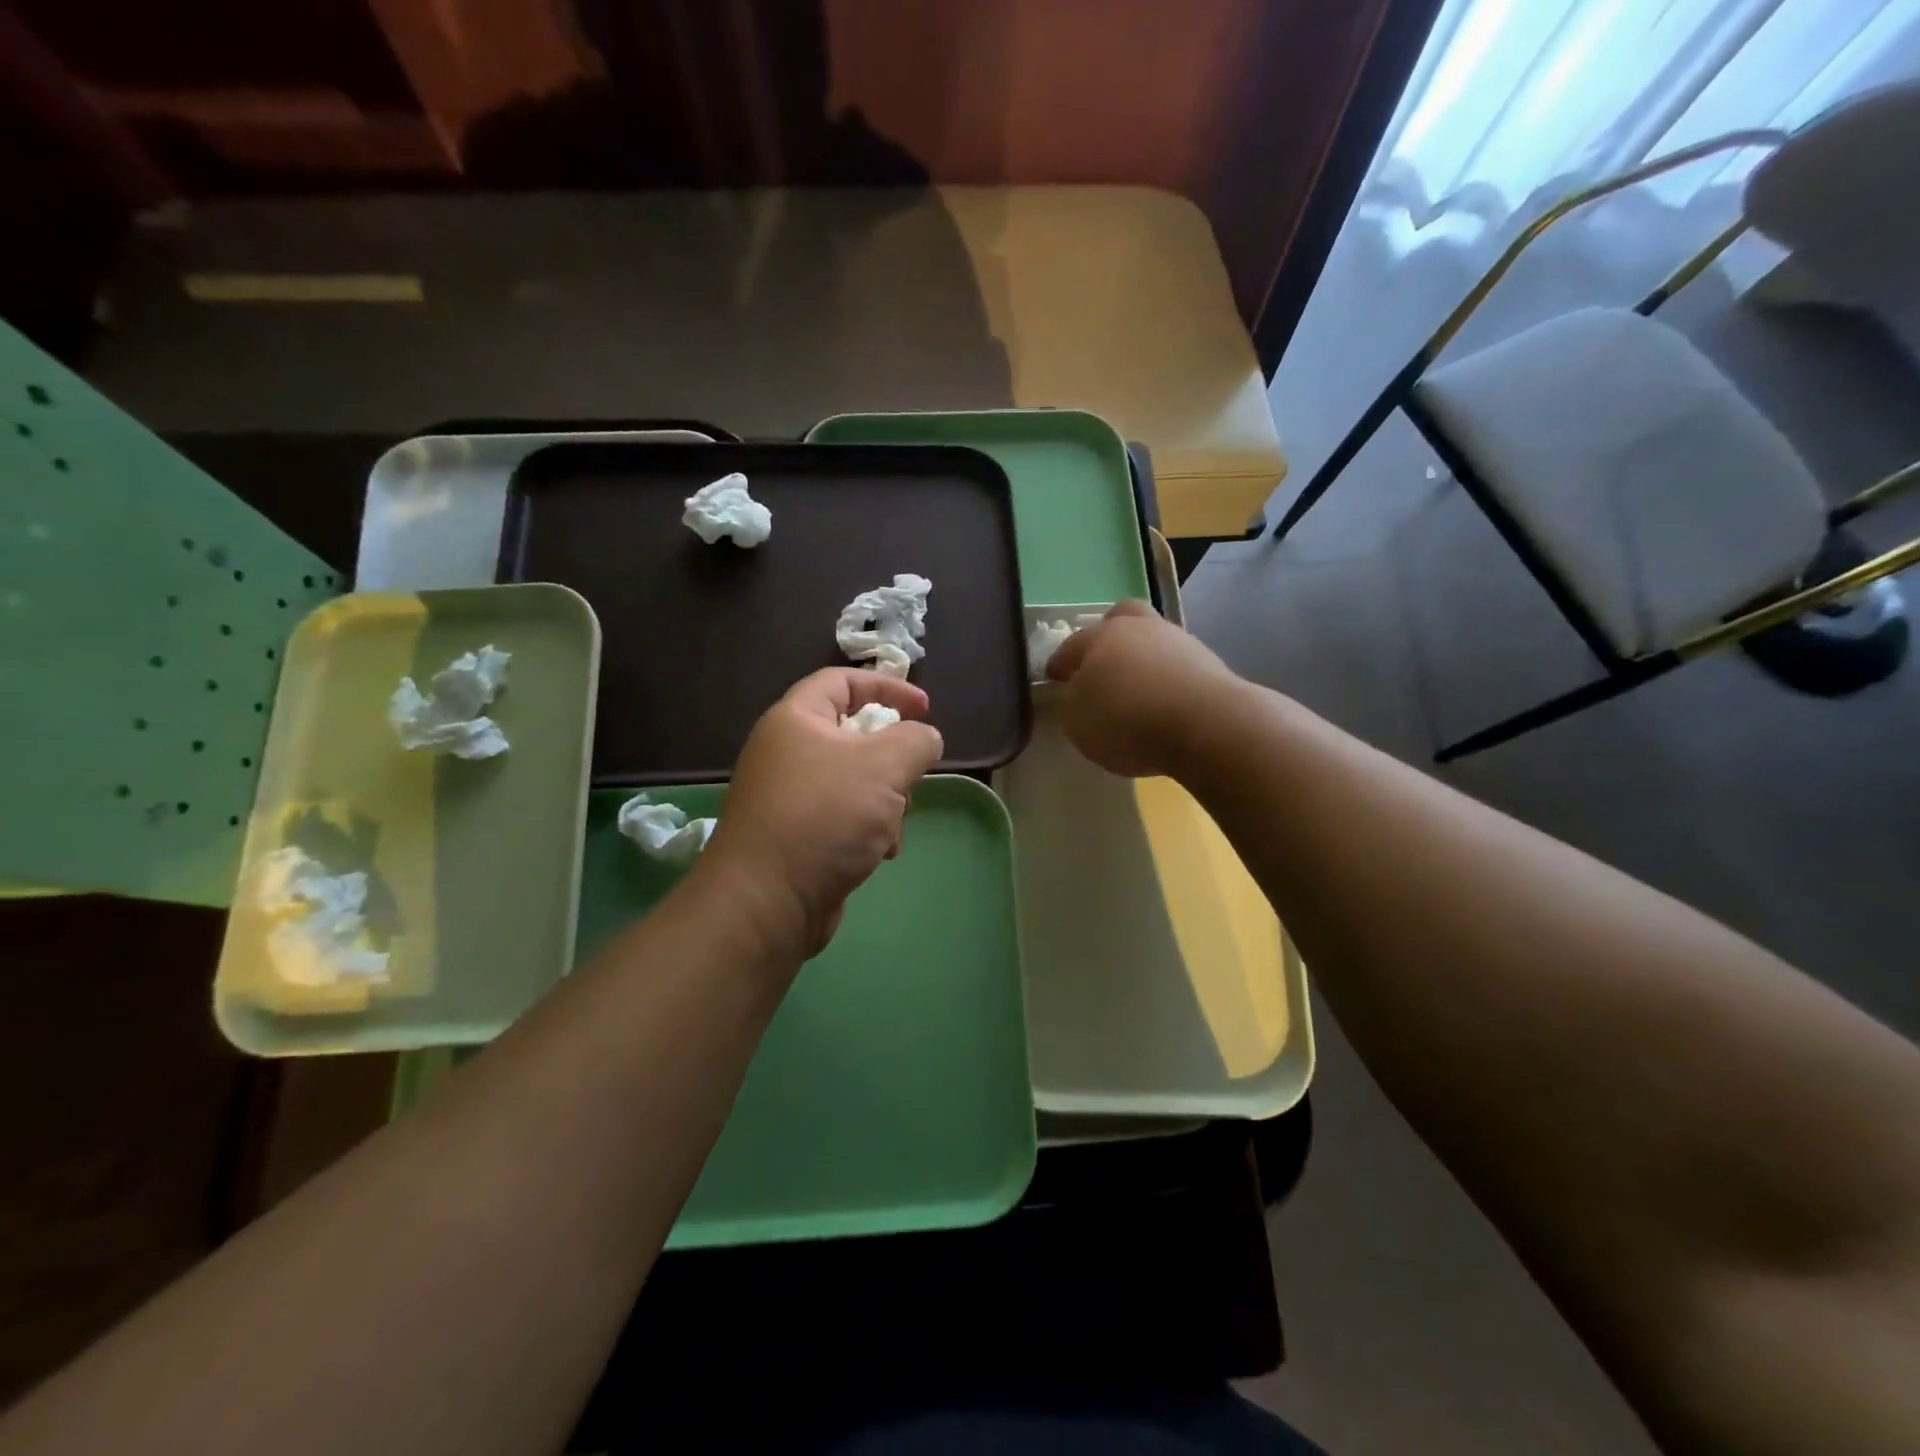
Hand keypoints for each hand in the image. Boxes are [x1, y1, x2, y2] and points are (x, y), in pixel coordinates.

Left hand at [702, 668, 943, 961]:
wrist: (767, 901)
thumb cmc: (825, 816)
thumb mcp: (884, 766)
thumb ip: (916, 741)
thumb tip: (926, 738)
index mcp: (796, 719)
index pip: (842, 681)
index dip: (887, 686)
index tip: (925, 709)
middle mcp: (786, 752)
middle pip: (853, 735)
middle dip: (892, 758)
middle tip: (911, 778)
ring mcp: (788, 797)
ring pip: (854, 781)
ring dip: (886, 800)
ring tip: (894, 826)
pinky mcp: (795, 836)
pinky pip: (842, 816)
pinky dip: (868, 828)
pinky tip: (880, 853)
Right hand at [1045, 600, 1241, 776]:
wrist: (1208, 725)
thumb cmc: (1128, 720)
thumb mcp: (1077, 722)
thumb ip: (1071, 704)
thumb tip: (1077, 694)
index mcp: (1100, 636)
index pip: (1071, 646)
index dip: (1059, 663)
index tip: (1054, 679)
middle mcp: (1140, 628)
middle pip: (1120, 618)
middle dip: (1108, 637)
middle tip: (1101, 666)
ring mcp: (1180, 642)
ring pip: (1153, 640)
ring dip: (1143, 659)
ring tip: (1137, 692)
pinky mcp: (1210, 664)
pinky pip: (1177, 666)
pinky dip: (1167, 680)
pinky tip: (1164, 704)